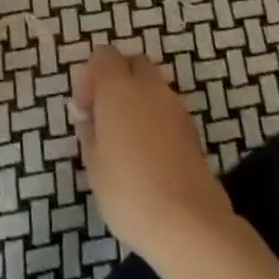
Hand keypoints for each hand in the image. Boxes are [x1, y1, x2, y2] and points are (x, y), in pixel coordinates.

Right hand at [72, 44, 234, 266]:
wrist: (189, 223)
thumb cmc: (129, 191)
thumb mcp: (94, 165)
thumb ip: (90, 134)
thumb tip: (92, 121)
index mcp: (118, 87)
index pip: (103, 55)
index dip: (90, 76)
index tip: (85, 109)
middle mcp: (149, 87)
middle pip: (132, 64)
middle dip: (118, 80)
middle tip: (106, 115)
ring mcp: (175, 107)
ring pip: (153, 86)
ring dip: (138, 100)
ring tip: (127, 139)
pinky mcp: (193, 130)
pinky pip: (167, 110)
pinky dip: (155, 119)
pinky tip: (148, 154)